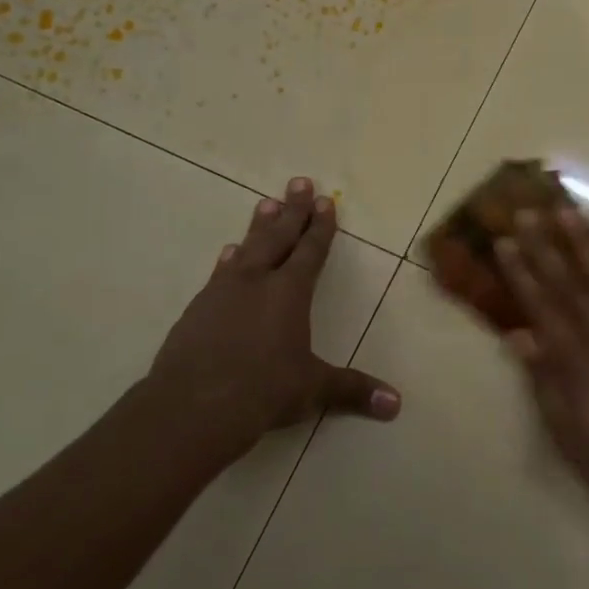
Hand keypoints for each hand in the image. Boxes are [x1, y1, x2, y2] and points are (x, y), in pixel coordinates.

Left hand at [132, 177, 399, 471]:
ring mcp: (222, 293)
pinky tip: (227, 254)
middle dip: (292, 210)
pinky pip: (219, 274)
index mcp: (289, 292)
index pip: (310, 251)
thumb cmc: (263, 391)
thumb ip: (353, 390)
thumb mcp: (313, 389)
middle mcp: (256, 282)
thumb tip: (396, 404)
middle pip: (278, 237)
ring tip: (265, 203)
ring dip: (259, 226)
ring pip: (246, 248)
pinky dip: (228, 260)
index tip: (325, 200)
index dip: (320, 226)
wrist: (192, 406)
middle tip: (299, 182)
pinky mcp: (197, 310)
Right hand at [497, 207, 588, 520]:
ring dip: (585, 241)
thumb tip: (518, 334)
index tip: (505, 240)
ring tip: (568, 211)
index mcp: (575, 359)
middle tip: (528, 209)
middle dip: (546, 244)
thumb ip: (544, 380)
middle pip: (570, 280)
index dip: (521, 270)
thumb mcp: (568, 432)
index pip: (541, 304)